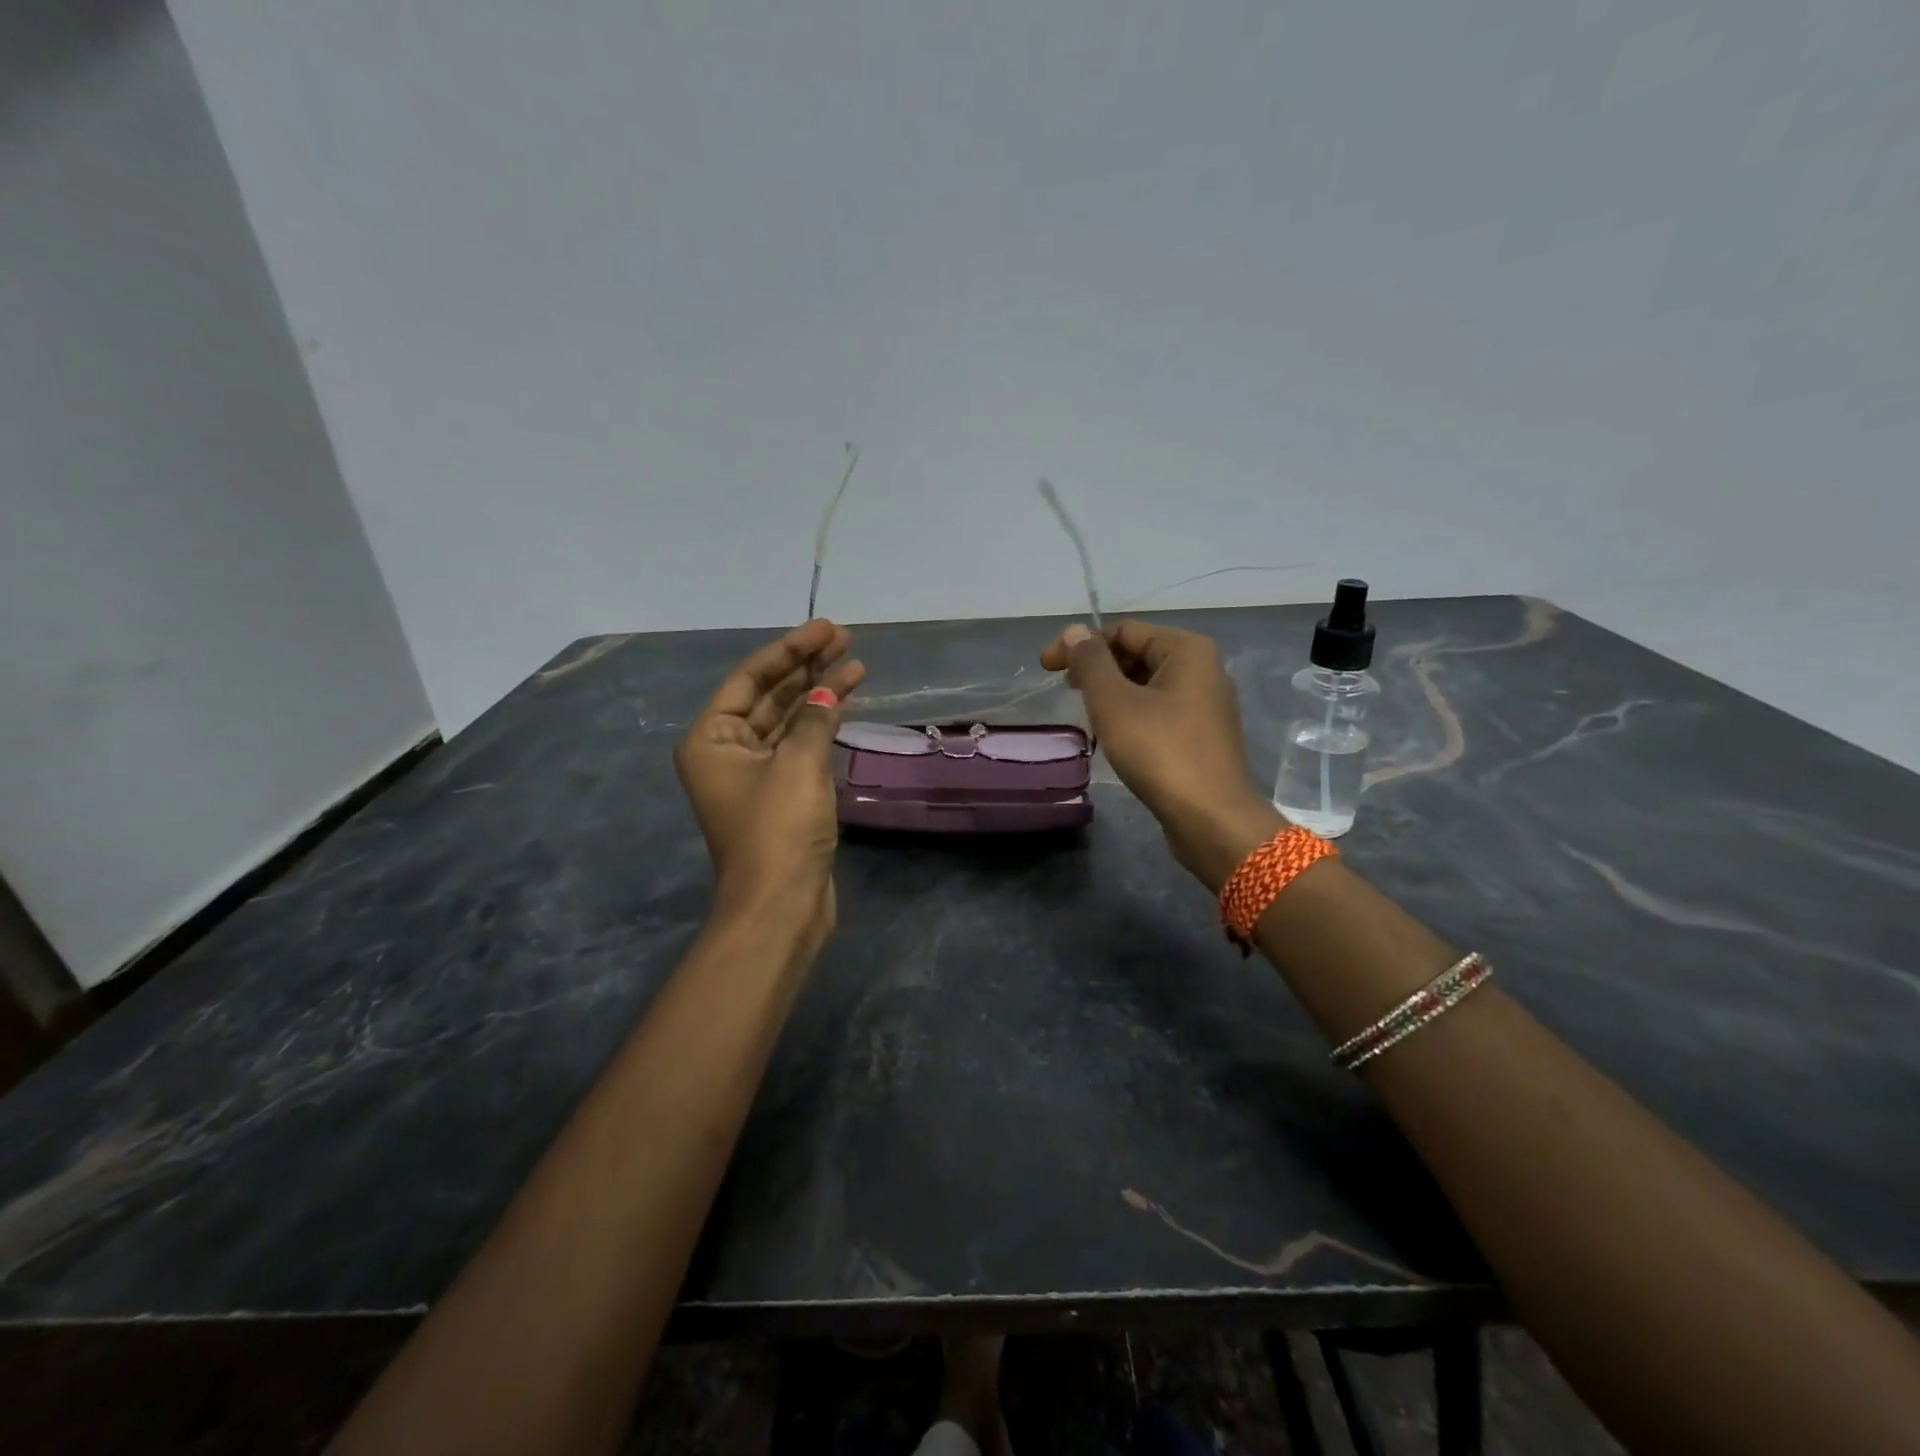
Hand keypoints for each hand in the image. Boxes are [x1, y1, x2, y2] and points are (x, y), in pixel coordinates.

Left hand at [674, 620, 865, 942]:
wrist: (781, 905)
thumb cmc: (778, 829)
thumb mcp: (798, 764)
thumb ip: (815, 718)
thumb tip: (830, 690)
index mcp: (712, 739)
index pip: (751, 678)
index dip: (790, 650)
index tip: (827, 629)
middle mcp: (727, 751)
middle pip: (770, 695)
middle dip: (807, 667)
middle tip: (845, 639)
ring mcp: (756, 774)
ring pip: (789, 720)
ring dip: (820, 693)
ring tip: (856, 665)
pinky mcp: (782, 795)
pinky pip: (801, 746)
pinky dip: (823, 725)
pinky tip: (846, 703)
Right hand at [1040, 619, 1278, 885]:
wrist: (1210, 818)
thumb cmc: (1160, 751)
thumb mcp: (1114, 702)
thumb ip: (1090, 662)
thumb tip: (1074, 630)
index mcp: (1187, 650)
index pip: (1123, 630)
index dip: (1080, 644)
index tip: (1047, 668)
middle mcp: (1204, 668)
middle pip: (1138, 654)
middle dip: (1098, 668)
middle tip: (1066, 691)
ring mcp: (1207, 704)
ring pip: (1148, 684)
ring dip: (1113, 693)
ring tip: (1087, 715)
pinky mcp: (1204, 735)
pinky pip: (1160, 710)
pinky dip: (1133, 714)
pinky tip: (1115, 736)